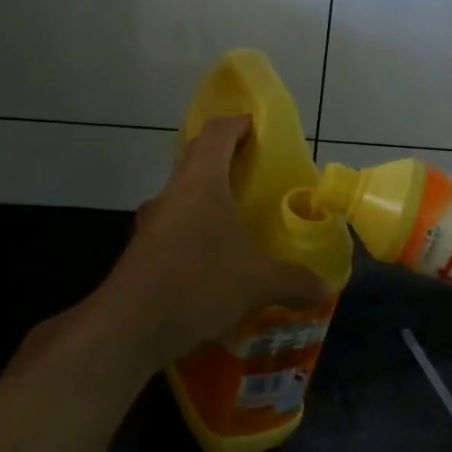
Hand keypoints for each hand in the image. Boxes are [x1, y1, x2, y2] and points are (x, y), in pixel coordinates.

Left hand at [83, 116, 329, 370]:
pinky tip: (214, 262)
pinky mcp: (142, 251)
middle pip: (198, 157)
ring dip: (208, 198)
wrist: (127, 328)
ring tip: (238, 219)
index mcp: (202, 183)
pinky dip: (195, 231)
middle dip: (226, 157)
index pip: (218, 132)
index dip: (239, 124)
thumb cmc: (197, 284)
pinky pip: (175, 227)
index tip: (259, 129)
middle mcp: (173, 193)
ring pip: (184, 194)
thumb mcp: (257, 283)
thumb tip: (324, 288)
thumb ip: (294, 282)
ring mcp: (153, 222)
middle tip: (257, 172)